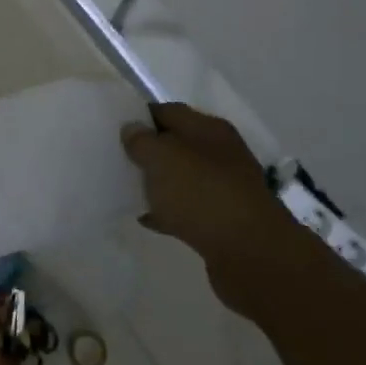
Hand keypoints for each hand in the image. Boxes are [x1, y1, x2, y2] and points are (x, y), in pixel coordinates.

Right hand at [121, 103, 325, 325]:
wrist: (251, 253)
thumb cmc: (202, 193)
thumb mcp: (161, 158)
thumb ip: (142, 141)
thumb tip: (132, 128)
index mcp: (209, 129)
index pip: (169, 111)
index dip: (141, 117)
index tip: (114, 127)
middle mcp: (220, 153)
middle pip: (177, 144)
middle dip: (149, 151)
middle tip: (117, 158)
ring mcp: (225, 188)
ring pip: (183, 178)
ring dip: (158, 182)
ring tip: (127, 187)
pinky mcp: (224, 221)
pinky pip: (188, 209)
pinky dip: (168, 211)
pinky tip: (147, 218)